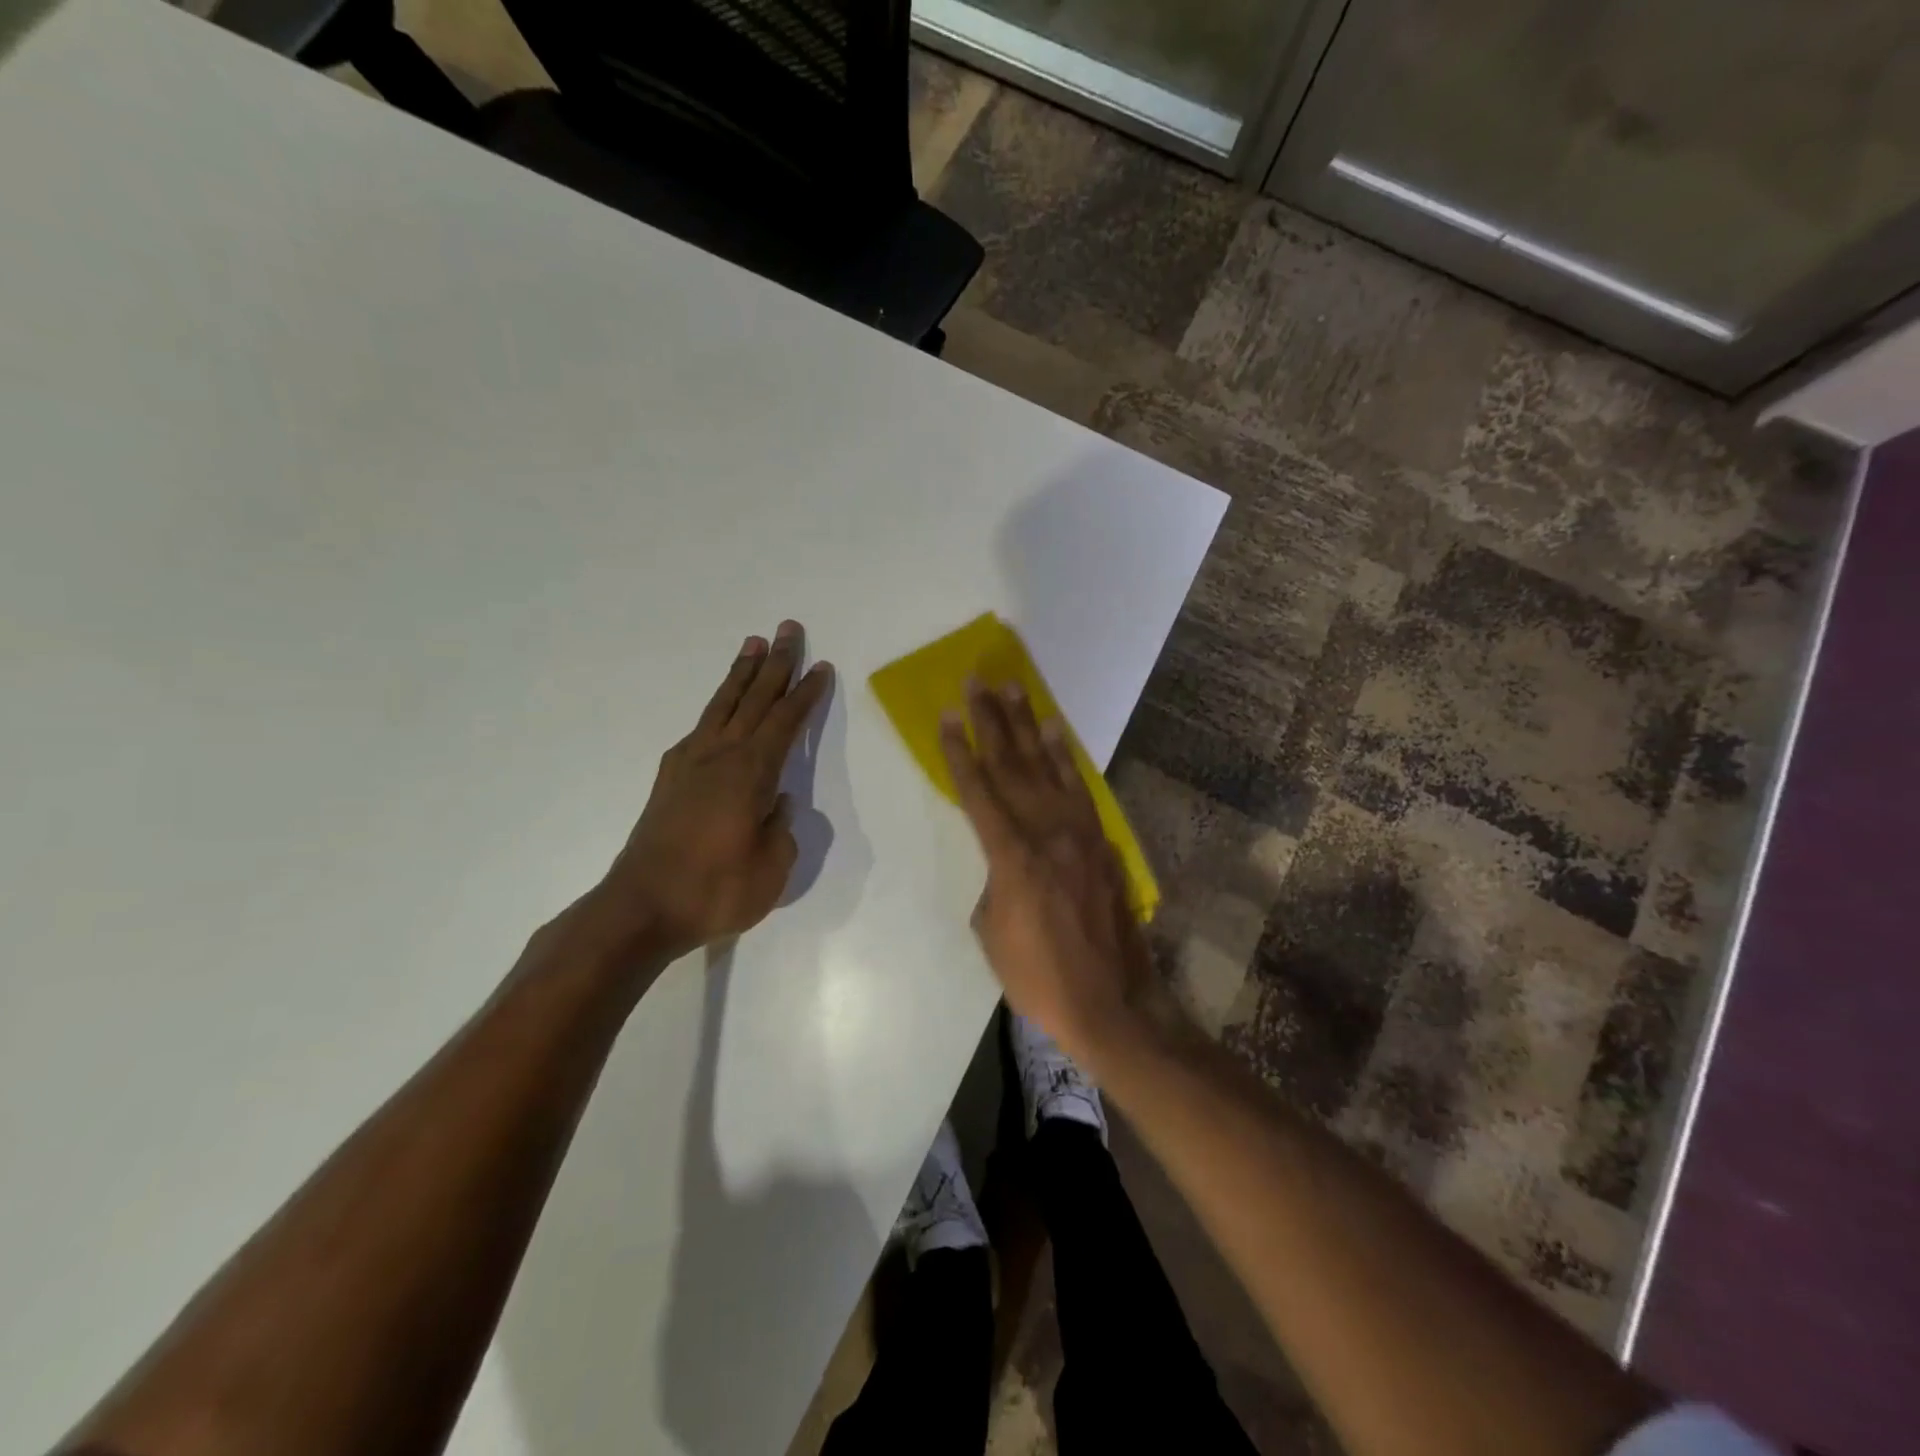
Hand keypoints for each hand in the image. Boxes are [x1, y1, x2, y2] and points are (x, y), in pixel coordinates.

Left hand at [596, 621, 832, 962]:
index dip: (805, 694)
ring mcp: (690, 764)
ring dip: (741, 674)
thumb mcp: (771, 869)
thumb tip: (778, 805)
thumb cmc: (716, 891)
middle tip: (788, 629)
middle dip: (775, 664)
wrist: (641, 908)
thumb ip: (781, 831)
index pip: (785, 722)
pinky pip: (700, 728)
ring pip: (723, 706)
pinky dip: (716, 709)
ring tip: (753, 644)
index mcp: (751, 773)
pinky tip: (719, 710)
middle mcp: (720, 756)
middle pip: (754, 699)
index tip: (820, 667)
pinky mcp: (669, 779)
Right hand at [940, 680, 1160, 1064]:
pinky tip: (1056, 733)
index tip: (948, 716)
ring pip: (1048, 767)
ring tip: (1013, 689)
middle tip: (978, 681)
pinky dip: (1066, 758)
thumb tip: (1004, 858)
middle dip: (991, 721)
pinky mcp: (1101, 842)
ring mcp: (1080, 834)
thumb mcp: (993, 933)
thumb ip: (994, 881)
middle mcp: (1047, 834)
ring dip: (1028, 725)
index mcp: (1012, 858)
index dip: (961, 753)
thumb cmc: (1039, 978)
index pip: (979, 792)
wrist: (1111, 1003)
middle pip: (1012, 766)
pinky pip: (1080, 789)